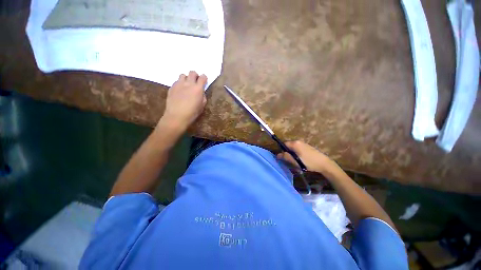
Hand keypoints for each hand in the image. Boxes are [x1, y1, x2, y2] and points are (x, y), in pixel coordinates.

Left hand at [161, 71, 207, 132]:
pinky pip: (176, 81)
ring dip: (186, 78)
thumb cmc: (192, 113)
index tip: (204, 80)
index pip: (203, 77)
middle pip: (192, 73)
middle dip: (195, 75)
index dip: (204, 78)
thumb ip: (203, 96)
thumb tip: (201, 92)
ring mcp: (179, 84)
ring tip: (186, 85)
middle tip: (195, 81)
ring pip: (183, 75)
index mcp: (198, 88)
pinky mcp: (172, 87)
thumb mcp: (202, 106)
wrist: (177, 116)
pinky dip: (180, 84)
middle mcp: (188, 84)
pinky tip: (180, 91)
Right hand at [277, 141, 338, 173]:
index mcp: (295, 144)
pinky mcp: (307, 147)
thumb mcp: (295, 161)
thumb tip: (277, 155)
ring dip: (292, 155)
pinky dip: (297, 154)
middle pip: (289, 146)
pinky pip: (298, 149)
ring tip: (296, 162)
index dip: (282, 151)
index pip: (284, 144)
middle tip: (290, 161)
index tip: (283, 158)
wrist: (324, 164)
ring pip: (293, 148)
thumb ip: (286, 157)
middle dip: (288, 153)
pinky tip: (301, 161)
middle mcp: (299, 142)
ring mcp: (304, 144)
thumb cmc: (308, 162)